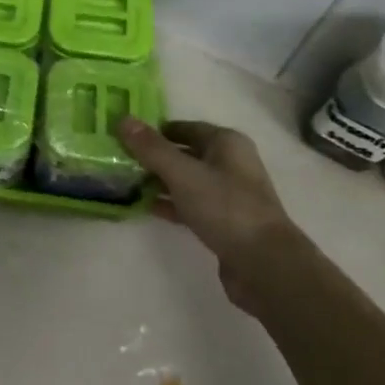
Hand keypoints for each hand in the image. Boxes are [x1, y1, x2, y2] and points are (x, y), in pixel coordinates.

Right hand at [118, 117, 299, 314]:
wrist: (265, 265)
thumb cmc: (225, 207)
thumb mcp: (183, 174)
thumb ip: (152, 148)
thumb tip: (123, 119)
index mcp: (226, 143)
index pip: (184, 127)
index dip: (155, 130)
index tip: (125, 136)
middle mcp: (230, 164)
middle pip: (185, 153)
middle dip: (154, 157)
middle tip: (120, 160)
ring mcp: (228, 195)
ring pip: (187, 180)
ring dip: (160, 181)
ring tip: (126, 183)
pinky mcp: (224, 222)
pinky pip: (191, 205)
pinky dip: (170, 204)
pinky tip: (145, 207)